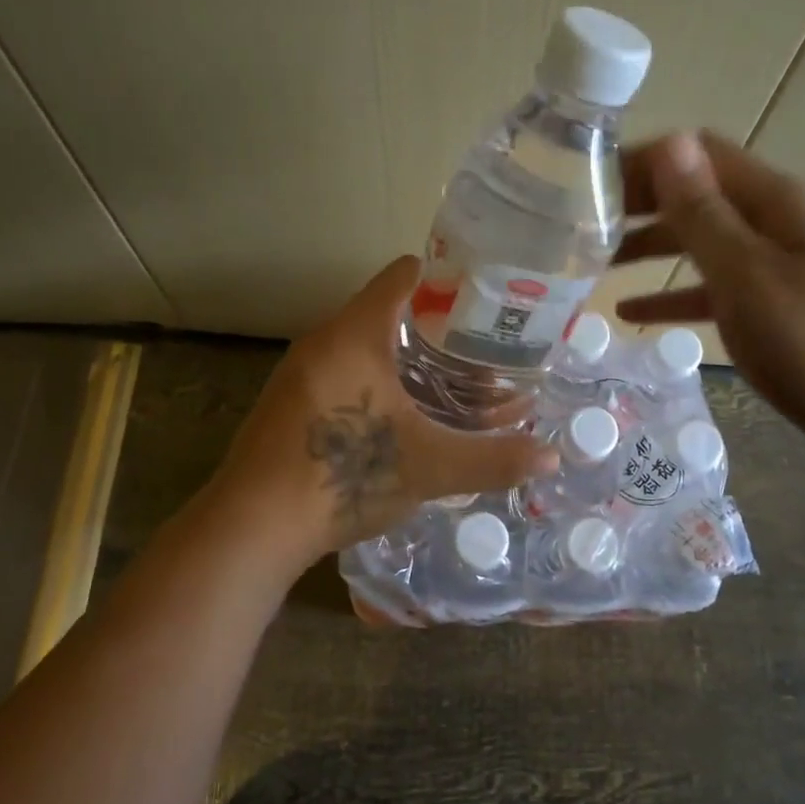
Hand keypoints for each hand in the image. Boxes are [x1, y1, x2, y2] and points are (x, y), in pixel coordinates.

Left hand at [212, 256, 556, 564]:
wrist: (252, 527)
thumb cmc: (344, 476)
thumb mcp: (430, 467)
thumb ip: (494, 458)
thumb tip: (552, 457)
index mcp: (354, 335)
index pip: (402, 276)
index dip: (446, 279)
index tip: (485, 298)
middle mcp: (322, 342)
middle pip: (387, 314)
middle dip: (437, 333)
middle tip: (483, 354)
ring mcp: (299, 374)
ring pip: (364, 350)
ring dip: (408, 365)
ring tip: (452, 389)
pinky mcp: (289, 406)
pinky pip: (343, 377)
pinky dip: (378, 386)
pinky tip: (404, 422)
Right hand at [613, 130, 804, 457]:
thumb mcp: (747, 276)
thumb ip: (704, 213)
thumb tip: (670, 142)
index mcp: (772, 200)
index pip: (697, 153)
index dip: (643, 160)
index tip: (587, 184)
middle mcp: (770, 219)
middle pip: (694, 193)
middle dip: (638, 202)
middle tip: (577, 224)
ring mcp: (769, 262)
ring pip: (696, 239)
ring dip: (647, 245)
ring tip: (592, 263)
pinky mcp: (765, 302)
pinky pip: (708, 285)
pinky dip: (670, 291)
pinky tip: (631, 310)